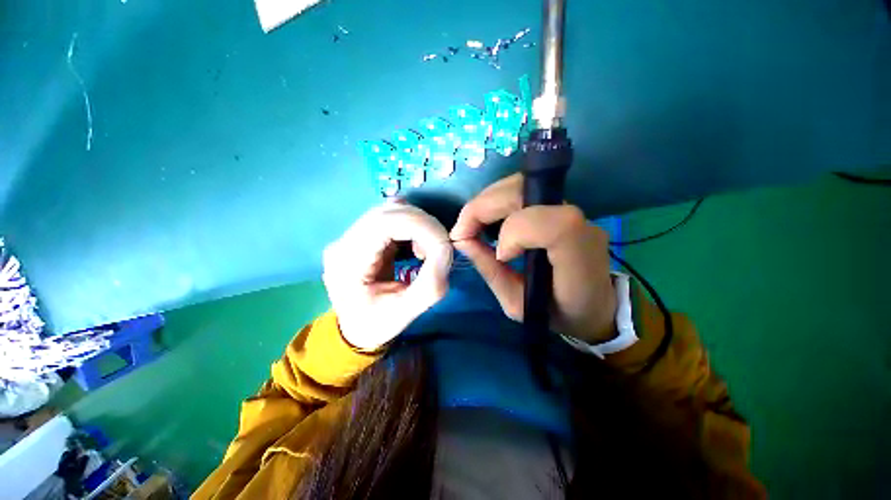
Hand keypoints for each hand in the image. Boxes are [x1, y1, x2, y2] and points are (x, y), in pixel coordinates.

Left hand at [323, 203, 452, 350]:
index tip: (443, 246)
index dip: (421, 226)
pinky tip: (415, 247)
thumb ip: (431, 284)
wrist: (354, 329)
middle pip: (390, 212)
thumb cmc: (376, 325)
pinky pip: (392, 219)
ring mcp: (351, 235)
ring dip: (419, 226)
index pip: (385, 222)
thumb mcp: (406, 313)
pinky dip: (413, 228)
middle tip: (438, 250)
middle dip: (424, 226)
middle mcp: (343, 241)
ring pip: (392, 211)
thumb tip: (446, 250)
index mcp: (347, 262)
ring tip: (424, 253)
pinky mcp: (363, 234)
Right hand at [450, 174, 616, 343]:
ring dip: (485, 202)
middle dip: (482, 208)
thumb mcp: (518, 304)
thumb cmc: (557, 313)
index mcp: (578, 257)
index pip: (548, 223)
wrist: (594, 307)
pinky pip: (521, 191)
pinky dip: (495, 201)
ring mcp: (572, 209)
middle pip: (524, 191)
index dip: (514, 233)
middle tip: (461, 231)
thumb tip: (462, 240)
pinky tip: (486, 219)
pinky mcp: (560, 206)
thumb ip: (491, 271)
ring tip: (470, 225)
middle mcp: (579, 223)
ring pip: (519, 185)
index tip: (500, 256)